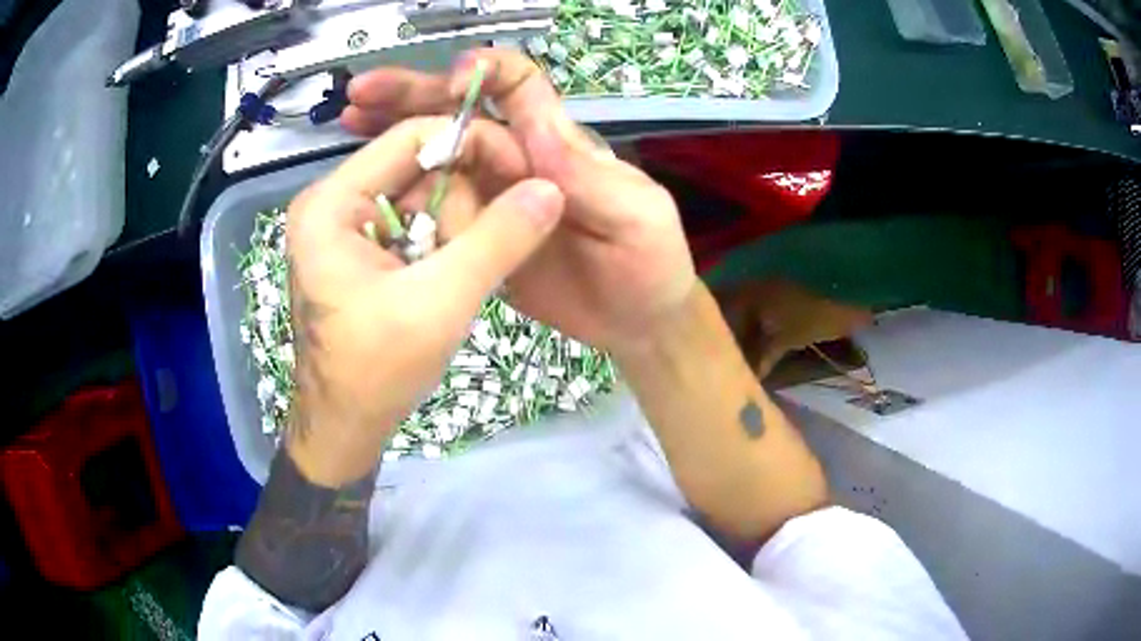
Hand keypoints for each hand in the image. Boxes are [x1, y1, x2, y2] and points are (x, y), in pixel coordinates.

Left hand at [285, 116, 563, 484]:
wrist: (345, 428)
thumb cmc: (376, 371)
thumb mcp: (441, 302)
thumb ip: (498, 240)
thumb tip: (551, 188)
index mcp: (333, 202)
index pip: (412, 137)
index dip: (472, 143)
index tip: (522, 172)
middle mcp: (335, 203)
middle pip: (418, 164)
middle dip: (467, 193)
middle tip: (500, 230)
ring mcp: (347, 227)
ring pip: (422, 195)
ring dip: (460, 222)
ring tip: (476, 260)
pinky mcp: (362, 251)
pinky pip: (415, 223)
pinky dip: (447, 239)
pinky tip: (463, 265)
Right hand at [343, 50, 697, 355]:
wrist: (636, 322)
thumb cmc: (649, 263)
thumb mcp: (635, 215)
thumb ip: (589, 176)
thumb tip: (538, 128)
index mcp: (559, 144)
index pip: (520, 88)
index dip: (486, 72)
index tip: (451, 73)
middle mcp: (520, 160)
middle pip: (462, 115)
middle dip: (414, 95)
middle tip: (362, 93)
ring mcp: (494, 197)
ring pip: (438, 153)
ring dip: (394, 134)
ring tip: (349, 123)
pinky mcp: (479, 233)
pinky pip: (436, 203)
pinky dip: (403, 188)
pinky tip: (370, 184)